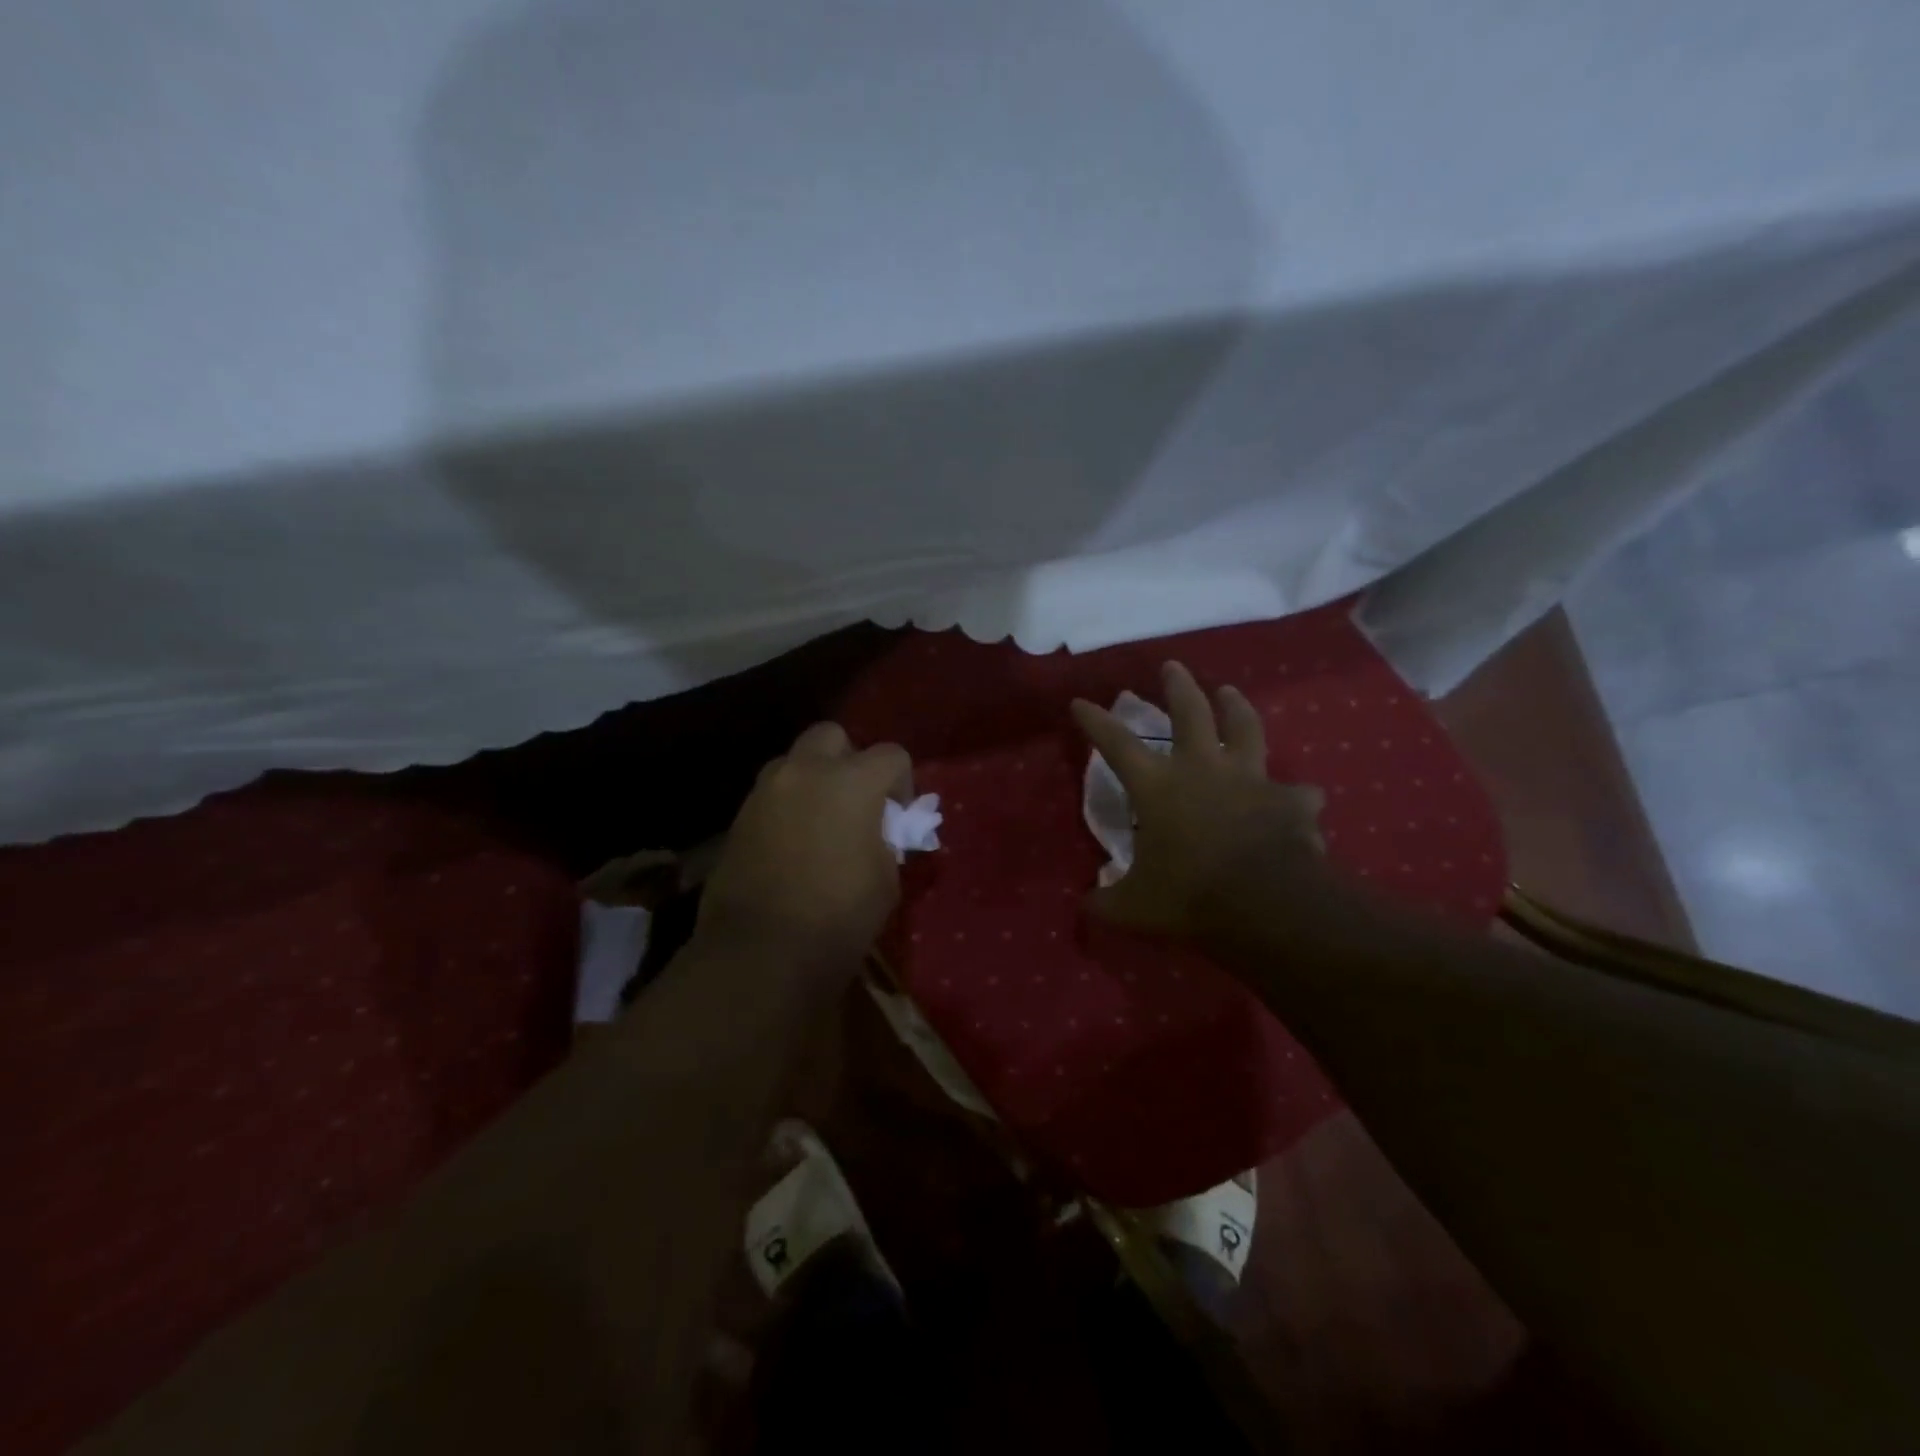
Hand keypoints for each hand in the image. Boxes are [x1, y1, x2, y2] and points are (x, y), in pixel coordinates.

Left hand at [698, 722, 912, 975]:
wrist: (760, 953)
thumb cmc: (838, 918)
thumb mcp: (885, 880)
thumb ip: (886, 839)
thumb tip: (878, 831)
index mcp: (851, 782)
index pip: (891, 755)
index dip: (902, 782)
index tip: (899, 816)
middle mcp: (804, 772)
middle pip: (832, 737)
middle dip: (849, 760)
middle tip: (856, 801)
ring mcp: (765, 792)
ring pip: (794, 762)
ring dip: (813, 779)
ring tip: (821, 822)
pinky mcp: (738, 818)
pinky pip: (771, 794)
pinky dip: (787, 806)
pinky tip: (792, 844)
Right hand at [1071, 662, 1327, 940]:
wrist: (1266, 904)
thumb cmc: (1190, 896)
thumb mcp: (1134, 907)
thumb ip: (1106, 902)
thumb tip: (1085, 906)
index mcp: (1158, 786)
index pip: (1116, 743)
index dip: (1095, 721)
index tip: (1080, 701)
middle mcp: (1203, 769)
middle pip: (1190, 713)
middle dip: (1178, 687)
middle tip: (1172, 666)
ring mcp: (1250, 780)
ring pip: (1246, 729)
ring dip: (1237, 708)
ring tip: (1230, 692)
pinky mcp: (1290, 801)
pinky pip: (1296, 793)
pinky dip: (1294, 796)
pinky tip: (1300, 798)